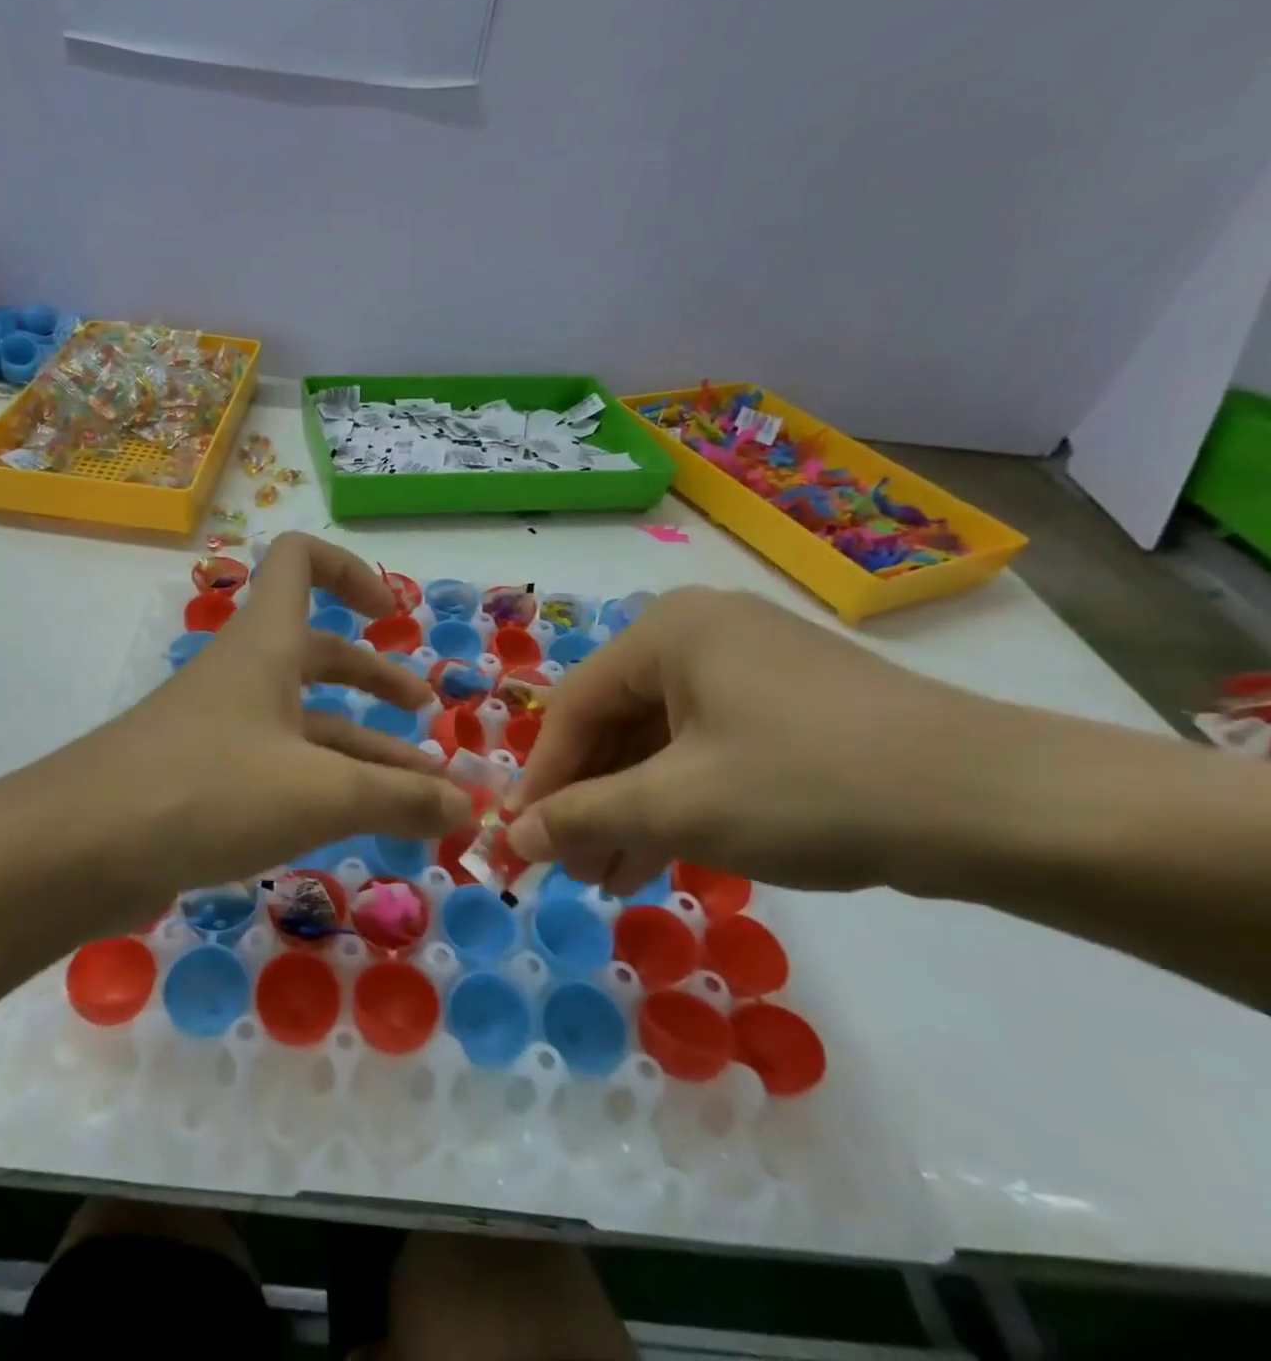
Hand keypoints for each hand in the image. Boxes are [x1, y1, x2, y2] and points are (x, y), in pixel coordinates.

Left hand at [16, 533, 471, 927]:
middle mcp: (243, 674)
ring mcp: (219, 728)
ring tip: (417, 793)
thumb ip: (401, 798)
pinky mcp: (202, 780)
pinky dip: (322, 786)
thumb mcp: (320, 793)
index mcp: (267, 645)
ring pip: (303, 723)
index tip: (394, 618)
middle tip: (425, 714)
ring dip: (361, 748)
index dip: (353, 571)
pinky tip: (355, 826)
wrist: (77, 850)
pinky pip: (278, 768)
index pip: (302, 560)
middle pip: (318, 653)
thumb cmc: (207, 790)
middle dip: (376, 678)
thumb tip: (470, 805)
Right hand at [507, 587, 1043, 895]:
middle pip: (614, 724)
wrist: (999, 806)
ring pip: (658, 742)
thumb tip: (511, 837)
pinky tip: (661, 854)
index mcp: (666, 631)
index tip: (518, 840)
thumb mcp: (677, 806)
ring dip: (629, 809)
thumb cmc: (809, 786)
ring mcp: (747, 665)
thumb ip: (581, 817)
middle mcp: (700, 632)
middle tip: (569, 868)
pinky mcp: (785, 702)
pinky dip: (678, 799)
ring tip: (609, 878)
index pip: (573, 708)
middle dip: (589, 801)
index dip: (542, 779)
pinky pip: (703, 747)